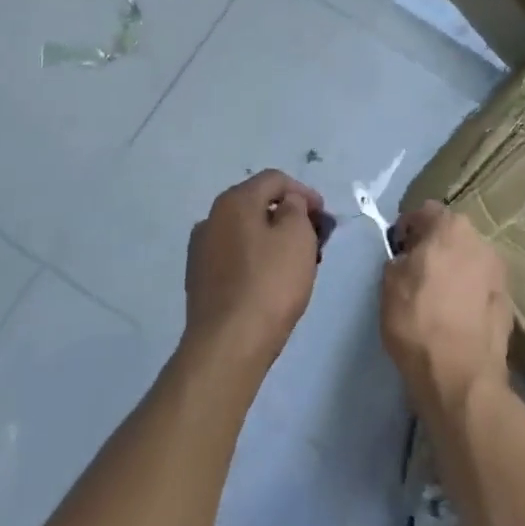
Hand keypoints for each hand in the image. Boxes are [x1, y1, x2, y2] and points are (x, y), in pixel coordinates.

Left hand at [183, 170, 332, 373]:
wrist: (229, 345)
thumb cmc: (270, 283)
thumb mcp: (297, 235)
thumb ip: (296, 208)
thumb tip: (287, 204)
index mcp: (234, 201)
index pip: (275, 180)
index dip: (304, 192)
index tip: (324, 216)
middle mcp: (211, 219)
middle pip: (257, 205)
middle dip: (289, 216)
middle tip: (314, 237)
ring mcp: (201, 251)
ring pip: (246, 232)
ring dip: (272, 238)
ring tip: (297, 261)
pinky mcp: (200, 281)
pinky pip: (235, 257)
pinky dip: (256, 259)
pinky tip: (271, 280)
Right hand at [380, 202, 511, 415]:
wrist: (461, 376)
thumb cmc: (418, 321)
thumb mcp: (389, 284)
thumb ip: (399, 258)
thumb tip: (408, 258)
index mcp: (451, 227)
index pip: (425, 211)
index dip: (407, 227)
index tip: (397, 249)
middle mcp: (481, 240)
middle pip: (451, 234)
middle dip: (434, 246)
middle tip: (416, 271)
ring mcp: (500, 271)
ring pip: (469, 260)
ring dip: (455, 269)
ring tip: (438, 296)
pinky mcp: (509, 301)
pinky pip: (481, 286)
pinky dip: (469, 293)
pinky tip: (456, 316)